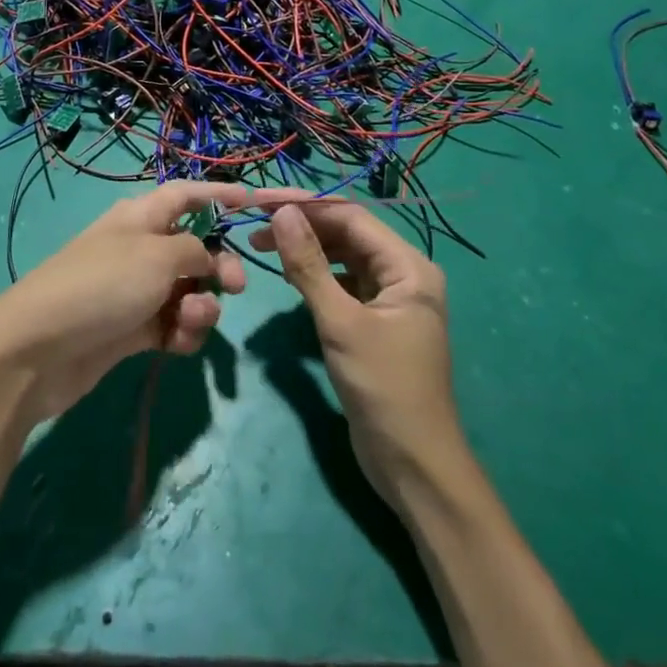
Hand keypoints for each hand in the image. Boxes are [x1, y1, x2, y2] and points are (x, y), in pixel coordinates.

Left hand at [0, 182, 250, 423]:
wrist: (40, 348)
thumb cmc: (103, 285)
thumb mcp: (157, 256)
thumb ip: (195, 250)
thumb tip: (207, 256)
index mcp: (141, 216)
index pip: (186, 195)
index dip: (219, 194)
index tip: (253, 201)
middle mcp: (140, 247)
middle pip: (196, 247)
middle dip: (220, 266)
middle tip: (234, 288)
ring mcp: (135, 290)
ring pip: (188, 290)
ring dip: (200, 306)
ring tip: (187, 321)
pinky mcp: (132, 329)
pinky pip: (172, 324)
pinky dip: (181, 333)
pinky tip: (175, 344)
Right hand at [248, 198, 461, 503]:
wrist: (413, 465)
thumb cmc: (383, 388)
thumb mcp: (340, 322)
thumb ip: (309, 265)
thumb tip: (282, 212)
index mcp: (408, 267)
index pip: (351, 217)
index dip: (305, 204)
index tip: (260, 201)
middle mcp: (404, 274)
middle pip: (347, 233)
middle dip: (302, 225)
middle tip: (253, 226)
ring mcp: (391, 299)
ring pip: (343, 257)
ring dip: (306, 250)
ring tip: (262, 247)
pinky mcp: (376, 321)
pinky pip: (343, 283)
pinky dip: (316, 276)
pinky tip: (289, 277)